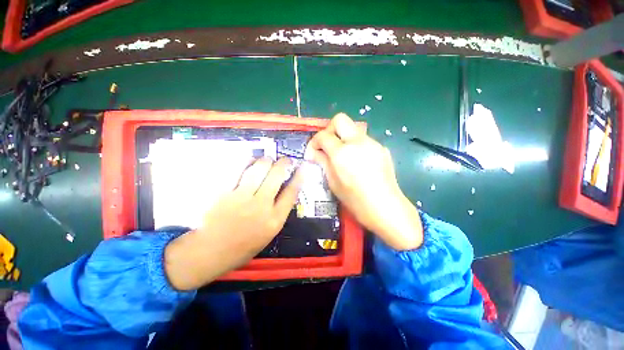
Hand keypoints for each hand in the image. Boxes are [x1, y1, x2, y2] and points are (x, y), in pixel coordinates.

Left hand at [164, 157, 302, 290]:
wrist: (209, 253)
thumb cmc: (242, 247)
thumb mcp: (268, 234)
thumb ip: (277, 212)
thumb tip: (283, 191)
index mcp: (274, 220)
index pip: (291, 192)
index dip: (298, 177)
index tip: (301, 167)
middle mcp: (261, 206)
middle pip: (276, 176)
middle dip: (284, 163)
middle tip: (285, 160)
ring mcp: (241, 198)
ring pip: (259, 169)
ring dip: (266, 160)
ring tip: (268, 160)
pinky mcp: (224, 192)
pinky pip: (238, 170)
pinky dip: (246, 162)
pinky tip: (250, 161)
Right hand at [305, 113, 422, 250]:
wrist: (386, 208)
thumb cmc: (355, 201)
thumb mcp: (333, 183)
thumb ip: (323, 163)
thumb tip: (314, 153)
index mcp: (342, 153)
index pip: (323, 136)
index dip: (314, 142)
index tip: (312, 153)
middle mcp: (358, 142)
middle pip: (340, 119)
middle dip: (329, 130)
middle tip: (326, 145)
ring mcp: (372, 143)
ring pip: (353, 129)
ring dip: (343, 138)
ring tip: (342, 156)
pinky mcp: (381, 148)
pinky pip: (363, 140)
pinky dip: (355, 145)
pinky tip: (357, 161)